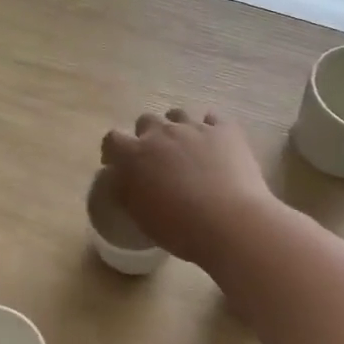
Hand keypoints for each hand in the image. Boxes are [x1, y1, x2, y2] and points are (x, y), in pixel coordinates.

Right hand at [101, 109, 275, 266]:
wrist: (230, 223)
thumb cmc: (179, 228)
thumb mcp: (140, 216)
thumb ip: (125, 191)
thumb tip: (120, 179)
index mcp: (135, 155)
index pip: (112, 140)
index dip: (113, 151)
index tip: (118, 165)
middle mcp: (162, 133)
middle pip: (146, 121)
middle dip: (147, 136)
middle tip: (156, 159)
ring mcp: (195, 128)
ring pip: (178, 115)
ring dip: (176, 128)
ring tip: (186, 149)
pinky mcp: (225, 131)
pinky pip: (213, 119)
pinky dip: (210, 129)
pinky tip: (214, 145)